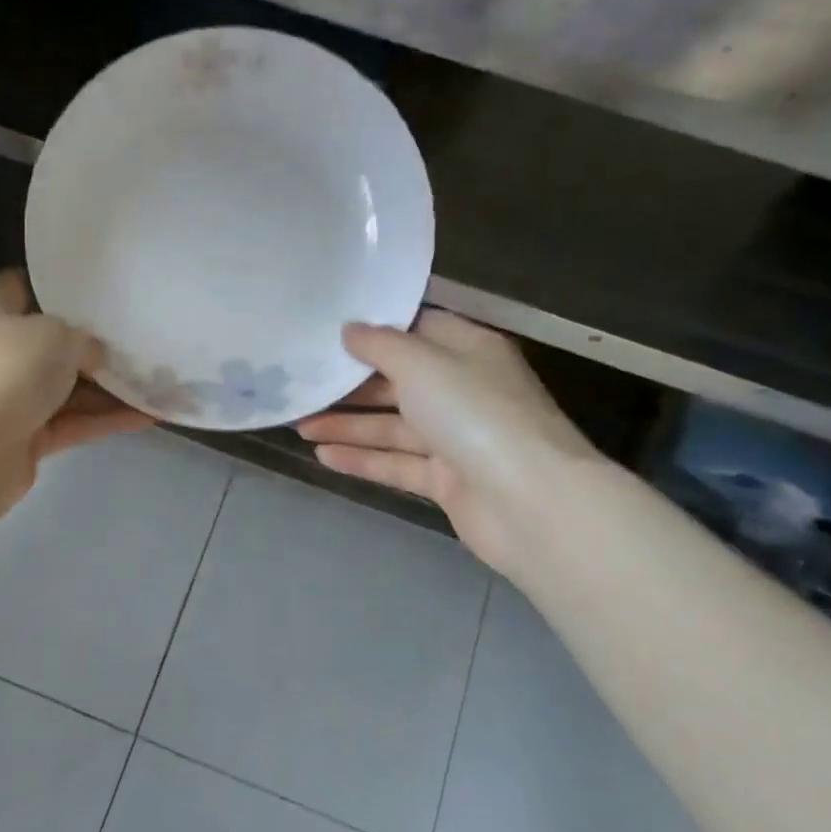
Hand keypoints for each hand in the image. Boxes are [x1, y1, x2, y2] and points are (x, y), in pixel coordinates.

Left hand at [0, 270, 151, 504]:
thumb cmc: (8, 373)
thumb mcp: (56, 336)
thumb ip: (85, 339)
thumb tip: (98, 355)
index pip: (24, 283)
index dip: (58, 280)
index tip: (100, 283)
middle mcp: (5, 352)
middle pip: (56, 340)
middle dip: (97, 340)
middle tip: (143, 331)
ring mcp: (17, 397)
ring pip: (72, 386)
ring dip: (112, 385)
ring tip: (160, 377)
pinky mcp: (30, 437)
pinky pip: (77, 421)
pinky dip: (109, 418)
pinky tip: (150, 414)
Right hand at [296, 310, 605, 576]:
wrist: (531, 504)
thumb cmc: (475, 415)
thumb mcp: (423, 364)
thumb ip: (381, 345)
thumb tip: (350, 330)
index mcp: (468, 350)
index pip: (417, 328)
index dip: (375, 328)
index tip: (329, 329)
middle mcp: (462, 390)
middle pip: (398, 380)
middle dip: (351, 383)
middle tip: (303, 382)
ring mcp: (456, 438)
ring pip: (393, 425)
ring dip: (347, 424)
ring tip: (298, 423)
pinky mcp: (447, 480)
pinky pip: (397, 463)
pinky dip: (363, 459)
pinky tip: (322, 456)